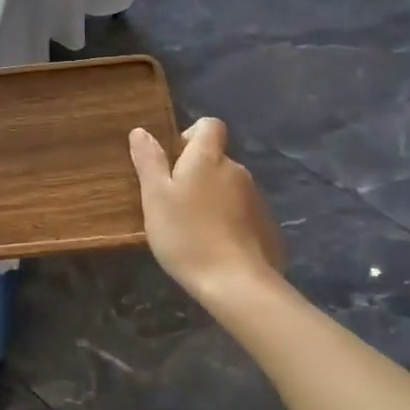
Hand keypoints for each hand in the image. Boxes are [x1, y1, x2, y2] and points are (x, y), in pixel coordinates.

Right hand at [129, 118, 284, 311]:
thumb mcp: (155, 198)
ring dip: (213, 199)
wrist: (237, 283)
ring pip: (228, 187)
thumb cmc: (187, 235)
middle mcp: (236, 170)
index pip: (209, 125)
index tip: (173, 160)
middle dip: (197, 174)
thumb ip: (149, 161)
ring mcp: (256, 199)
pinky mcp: (267, 226)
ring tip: (193, 229)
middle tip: (174, 203)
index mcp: (208, 158)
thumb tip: (141, 131)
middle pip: (216, 159)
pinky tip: (215, 247)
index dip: (191, 135)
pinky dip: (229, 221)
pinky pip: (242, 213)